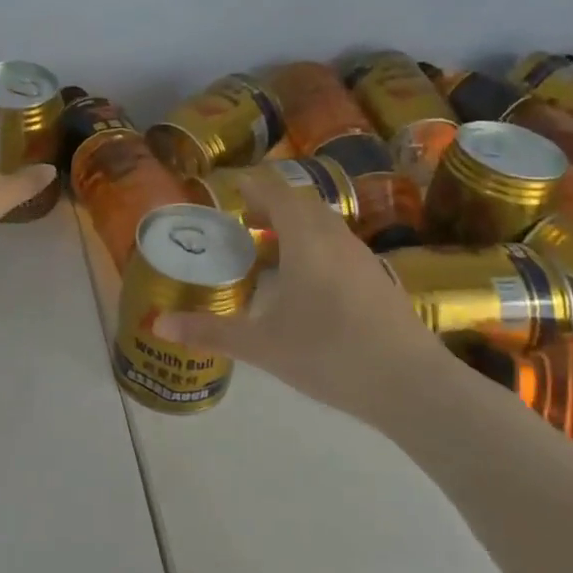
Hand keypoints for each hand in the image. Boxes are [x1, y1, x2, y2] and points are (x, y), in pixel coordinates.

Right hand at [156, 175, 453, 425]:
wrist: (413, 386)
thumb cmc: (330, 354)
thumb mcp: (263, 346)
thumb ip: (211, 332)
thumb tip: (159, 324)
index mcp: (306, 241)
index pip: (276, 193)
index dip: (252, 186)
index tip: (229, 190)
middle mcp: (335, 239)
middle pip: (301, 204)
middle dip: (270, 205)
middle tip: (242, 223)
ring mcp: (362, 259)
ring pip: (324, 225)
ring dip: (295, 226)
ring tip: (270, 250)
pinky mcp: (378, 280)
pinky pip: (339, 246)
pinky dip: (315, 246)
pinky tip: (306, 282)